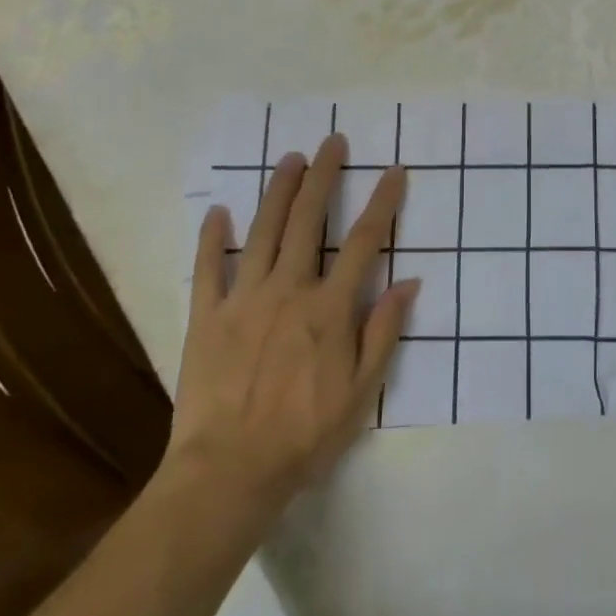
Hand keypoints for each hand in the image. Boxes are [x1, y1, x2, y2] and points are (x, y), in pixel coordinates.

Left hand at [164, 134, 416, 520]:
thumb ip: (383, 333)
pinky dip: (212, 238)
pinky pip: (207, 269)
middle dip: (323, 177)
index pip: (363, 243)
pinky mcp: (207, 317)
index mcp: (329, 309)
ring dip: (278, 191)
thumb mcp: (362, 393)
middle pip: (308, 222)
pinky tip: (219, 211)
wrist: (229, 472)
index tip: (394, 172)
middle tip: (333, 142)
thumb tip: (408, 282)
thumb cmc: (305, 435)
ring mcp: (243, 300)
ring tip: (290, 159)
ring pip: (263, 232)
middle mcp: (288, 291)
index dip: (382, 203)